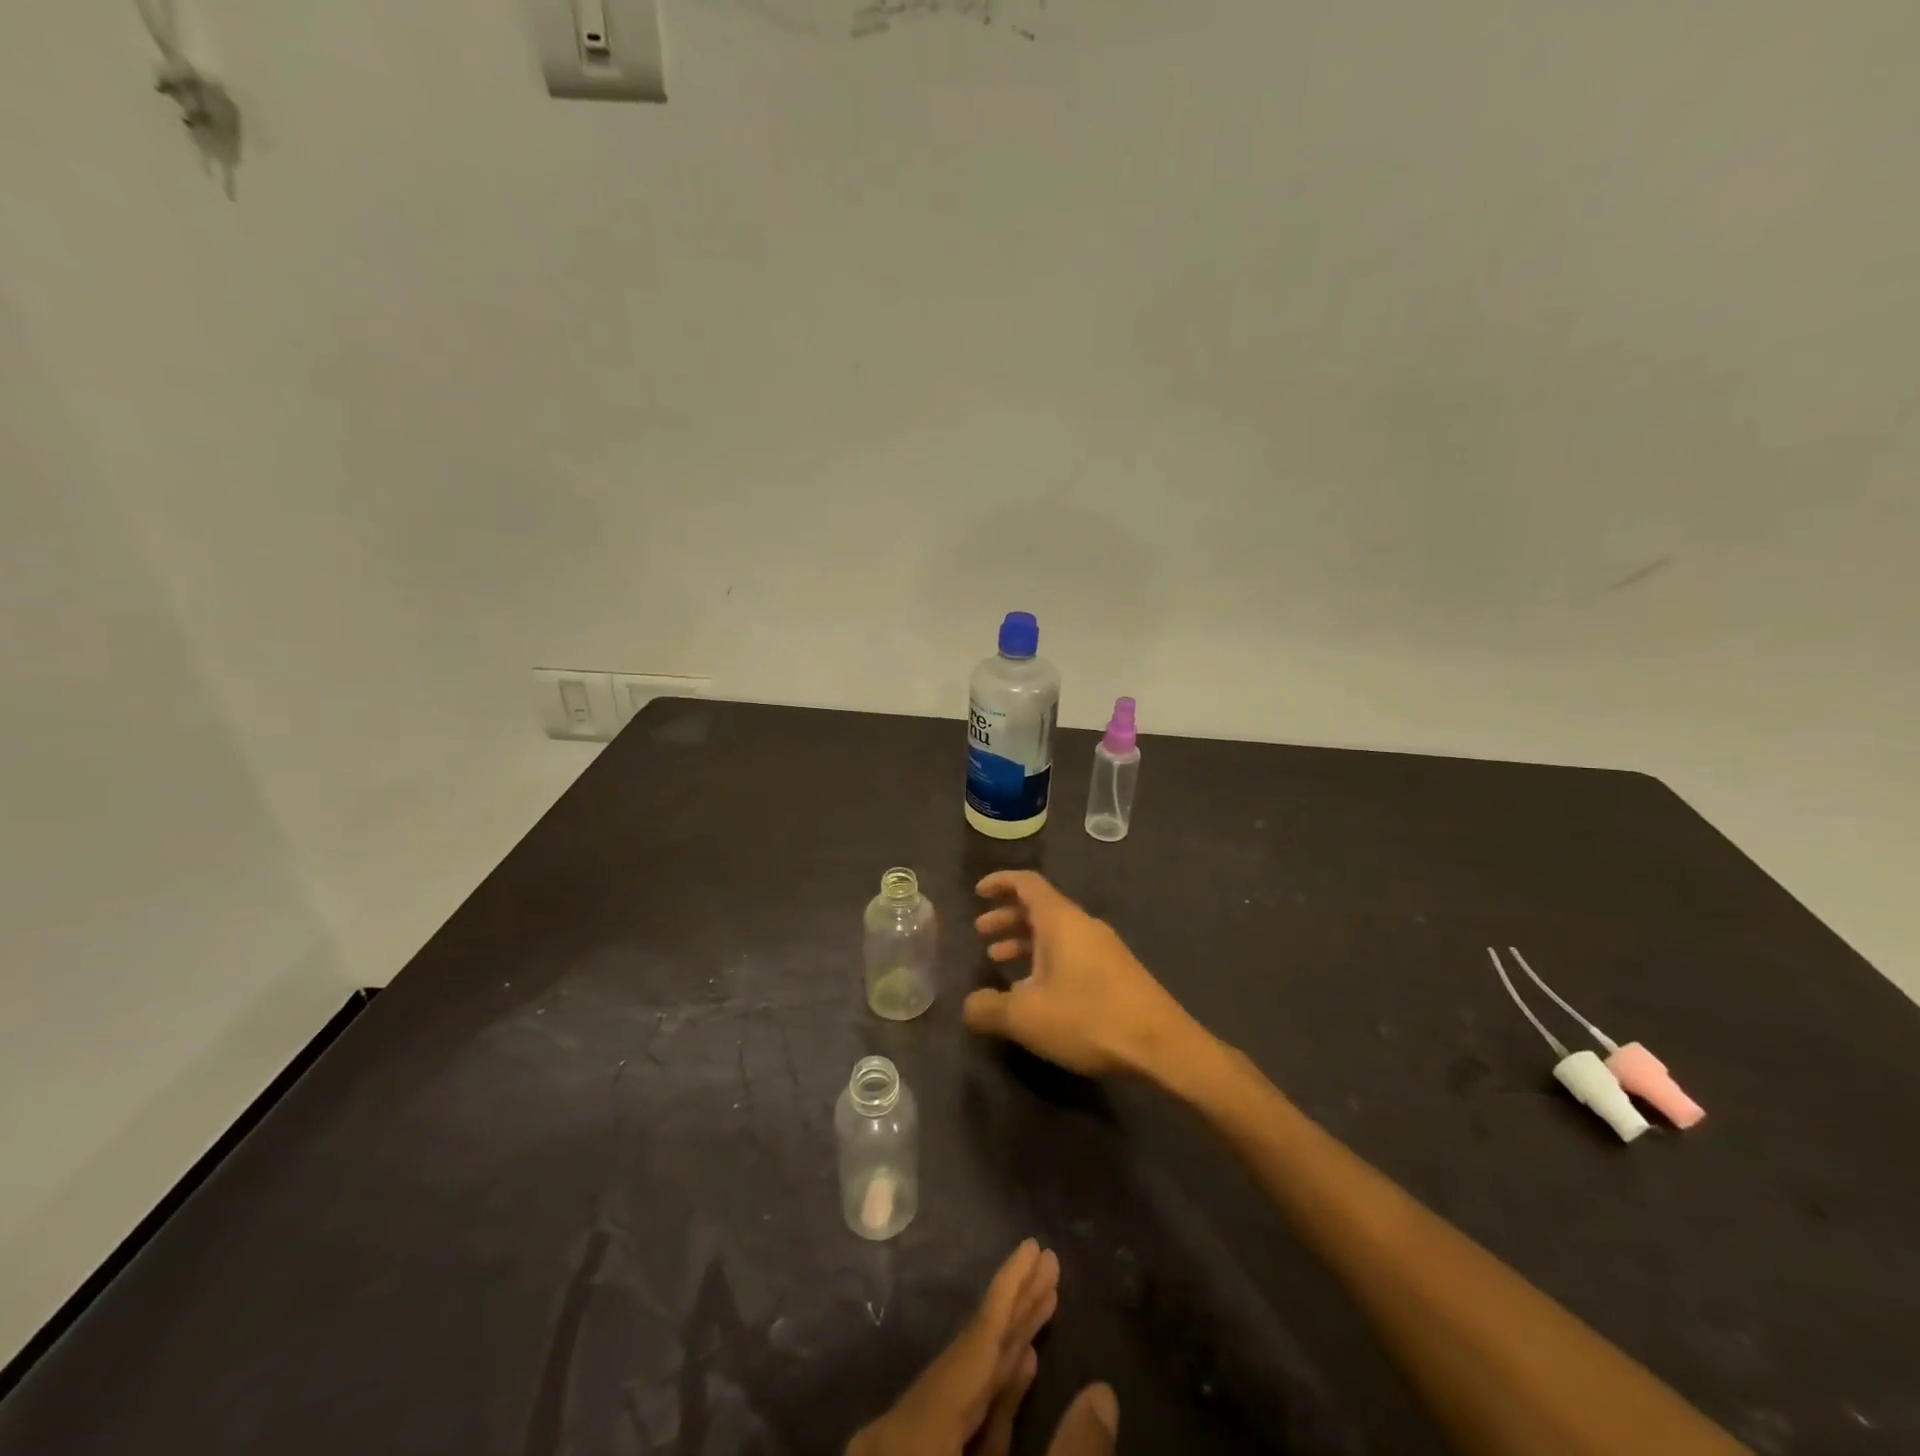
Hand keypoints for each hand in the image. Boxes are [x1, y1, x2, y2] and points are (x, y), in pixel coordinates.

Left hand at [846, 1240, 1116, 1455]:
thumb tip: (1103, 1394)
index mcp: (913, 1436)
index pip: (973, 1345)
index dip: (1008, 1292)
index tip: (1034, 1248)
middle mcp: (902, 1436)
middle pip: (967, 1359)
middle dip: (1013, 1311)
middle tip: (1048, 1265)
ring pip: (963, 1392)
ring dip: (1005, 1352)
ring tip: (1042, 1303)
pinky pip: (957, 1428)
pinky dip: (991, 1400)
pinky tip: (1019, 1374)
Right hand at [966, 871, 1206, 1081]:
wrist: (1162, 1046)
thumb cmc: (1089, 1019)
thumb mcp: (1026, 1018)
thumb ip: (989, 1008)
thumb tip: (968, 1005)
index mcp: (1061, 921)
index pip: (1027, 883)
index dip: (1000, 882)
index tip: (978, 892)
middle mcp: (1083, 925)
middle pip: (1039, 908)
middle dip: (1007, 917)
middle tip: (981, 933)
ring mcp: (1103, 948)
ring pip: (1055, 932)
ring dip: (1025, 941)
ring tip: (999, 960)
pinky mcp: (1116, 971)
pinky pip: (1071, 951)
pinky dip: (1046, 959)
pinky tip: (1036, 991)